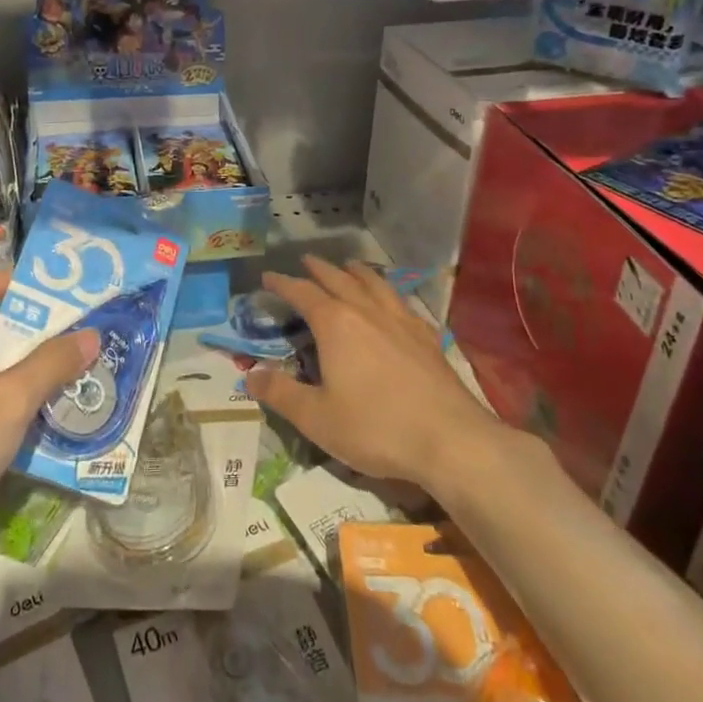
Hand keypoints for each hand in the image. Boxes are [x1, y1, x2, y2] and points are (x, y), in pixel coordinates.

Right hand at [243, 256, 512, 492]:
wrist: (452, 441)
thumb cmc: (376, 427)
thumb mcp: (316, 418)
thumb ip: (280, 393)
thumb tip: (250, 374)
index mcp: (336, 324)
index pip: (303, 293)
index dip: (283, 284)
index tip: (268, 277)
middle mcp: (367, 312)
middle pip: (339, 280)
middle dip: (320, 270)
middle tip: (306, 261)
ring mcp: (402, 322)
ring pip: (375, 285)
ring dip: (358, 272)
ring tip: (350, 266)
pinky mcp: (428, 339)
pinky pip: (404, 305)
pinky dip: (391, 295)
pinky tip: (395, 303)